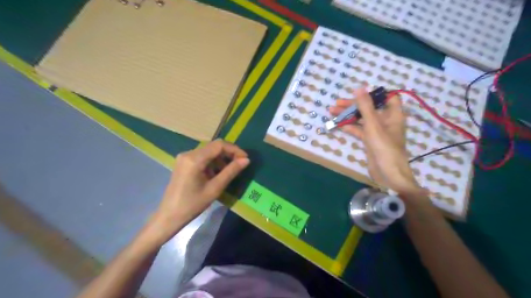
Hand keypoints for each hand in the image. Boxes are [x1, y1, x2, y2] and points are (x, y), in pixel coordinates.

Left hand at [149, 140, 248, 242]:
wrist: (169, 215)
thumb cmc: (193, 204)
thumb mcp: (215, 188)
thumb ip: (231, 171)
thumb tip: (246, 160)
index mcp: (194, 159)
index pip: (219, 145)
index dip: (234, 149)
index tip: (245, 159)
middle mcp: (188, 153)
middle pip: (213, 146)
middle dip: (229, 153)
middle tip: (240, 164)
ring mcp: (184, 157)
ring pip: (208, 151)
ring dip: (221, 158)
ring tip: (229, 171)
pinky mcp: (183, 162)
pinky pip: (202, 157)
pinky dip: (212, 162)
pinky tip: (217, 173)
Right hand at [331, 87, 426, 195]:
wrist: (388, 174)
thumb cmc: (384, 147)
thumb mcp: (373, 125)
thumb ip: (365, 106)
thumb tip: (360, 87)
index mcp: (393, 115)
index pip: (388, 97)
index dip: (375, 93)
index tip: (359, 93)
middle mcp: (386, 121)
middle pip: (370, 108)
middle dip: (354, 105)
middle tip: (337, 103)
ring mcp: (378, 131)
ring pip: (362, 119)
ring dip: (349, 116)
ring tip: (332, 112)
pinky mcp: (370, 140)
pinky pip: (360, 130)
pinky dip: (350, 127)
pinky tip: (339, 124)